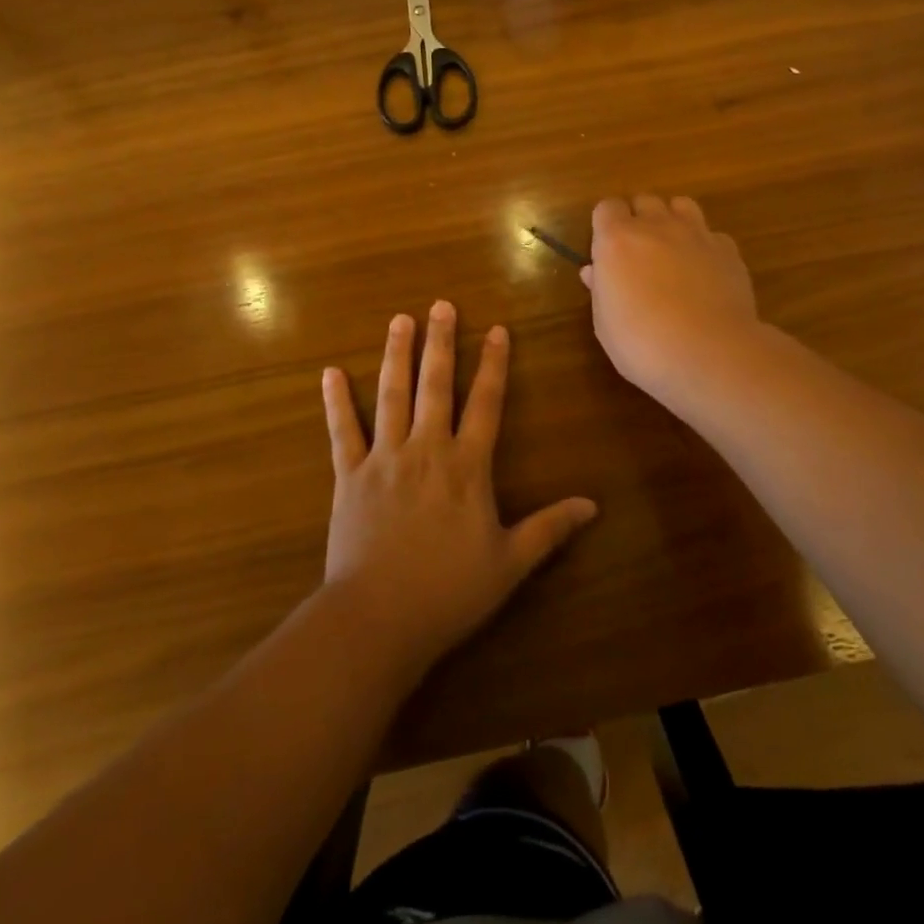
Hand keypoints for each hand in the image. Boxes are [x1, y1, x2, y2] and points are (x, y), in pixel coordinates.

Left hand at [320, 301, 597, 672]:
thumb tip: (593, 506)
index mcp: (467, 466)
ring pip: (392, 395)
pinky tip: (330, 373)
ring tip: (399, 320)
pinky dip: (336, 402)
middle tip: (441, 305)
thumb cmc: (449, 592)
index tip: (496, 330)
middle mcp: (426, 449)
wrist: (379, 619)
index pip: (486, 403)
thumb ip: (550, 529)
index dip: (494, 365)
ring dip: (396, 355)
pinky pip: (342, 432)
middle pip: (436, 385)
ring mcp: (384, 459)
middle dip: (441, 342)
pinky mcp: (349, 476)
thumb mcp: (510, 563)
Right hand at [581, 195, 762, 401]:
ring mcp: (696, 234)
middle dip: (639, 219)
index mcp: (616, 240)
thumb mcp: (606, 323)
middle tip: (638, 252)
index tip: (606, 250)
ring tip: (672, 250)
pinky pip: (712, 234)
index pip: (606, 208)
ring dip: (673, 220)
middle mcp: (656, 226)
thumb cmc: (642, 343)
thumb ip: (601, 289)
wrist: (709, 353)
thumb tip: (594, 272)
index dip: (606, 225)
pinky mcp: (728, 250)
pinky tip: (705, 272)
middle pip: (644, 201)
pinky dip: (705, 246)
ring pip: (681, 205)